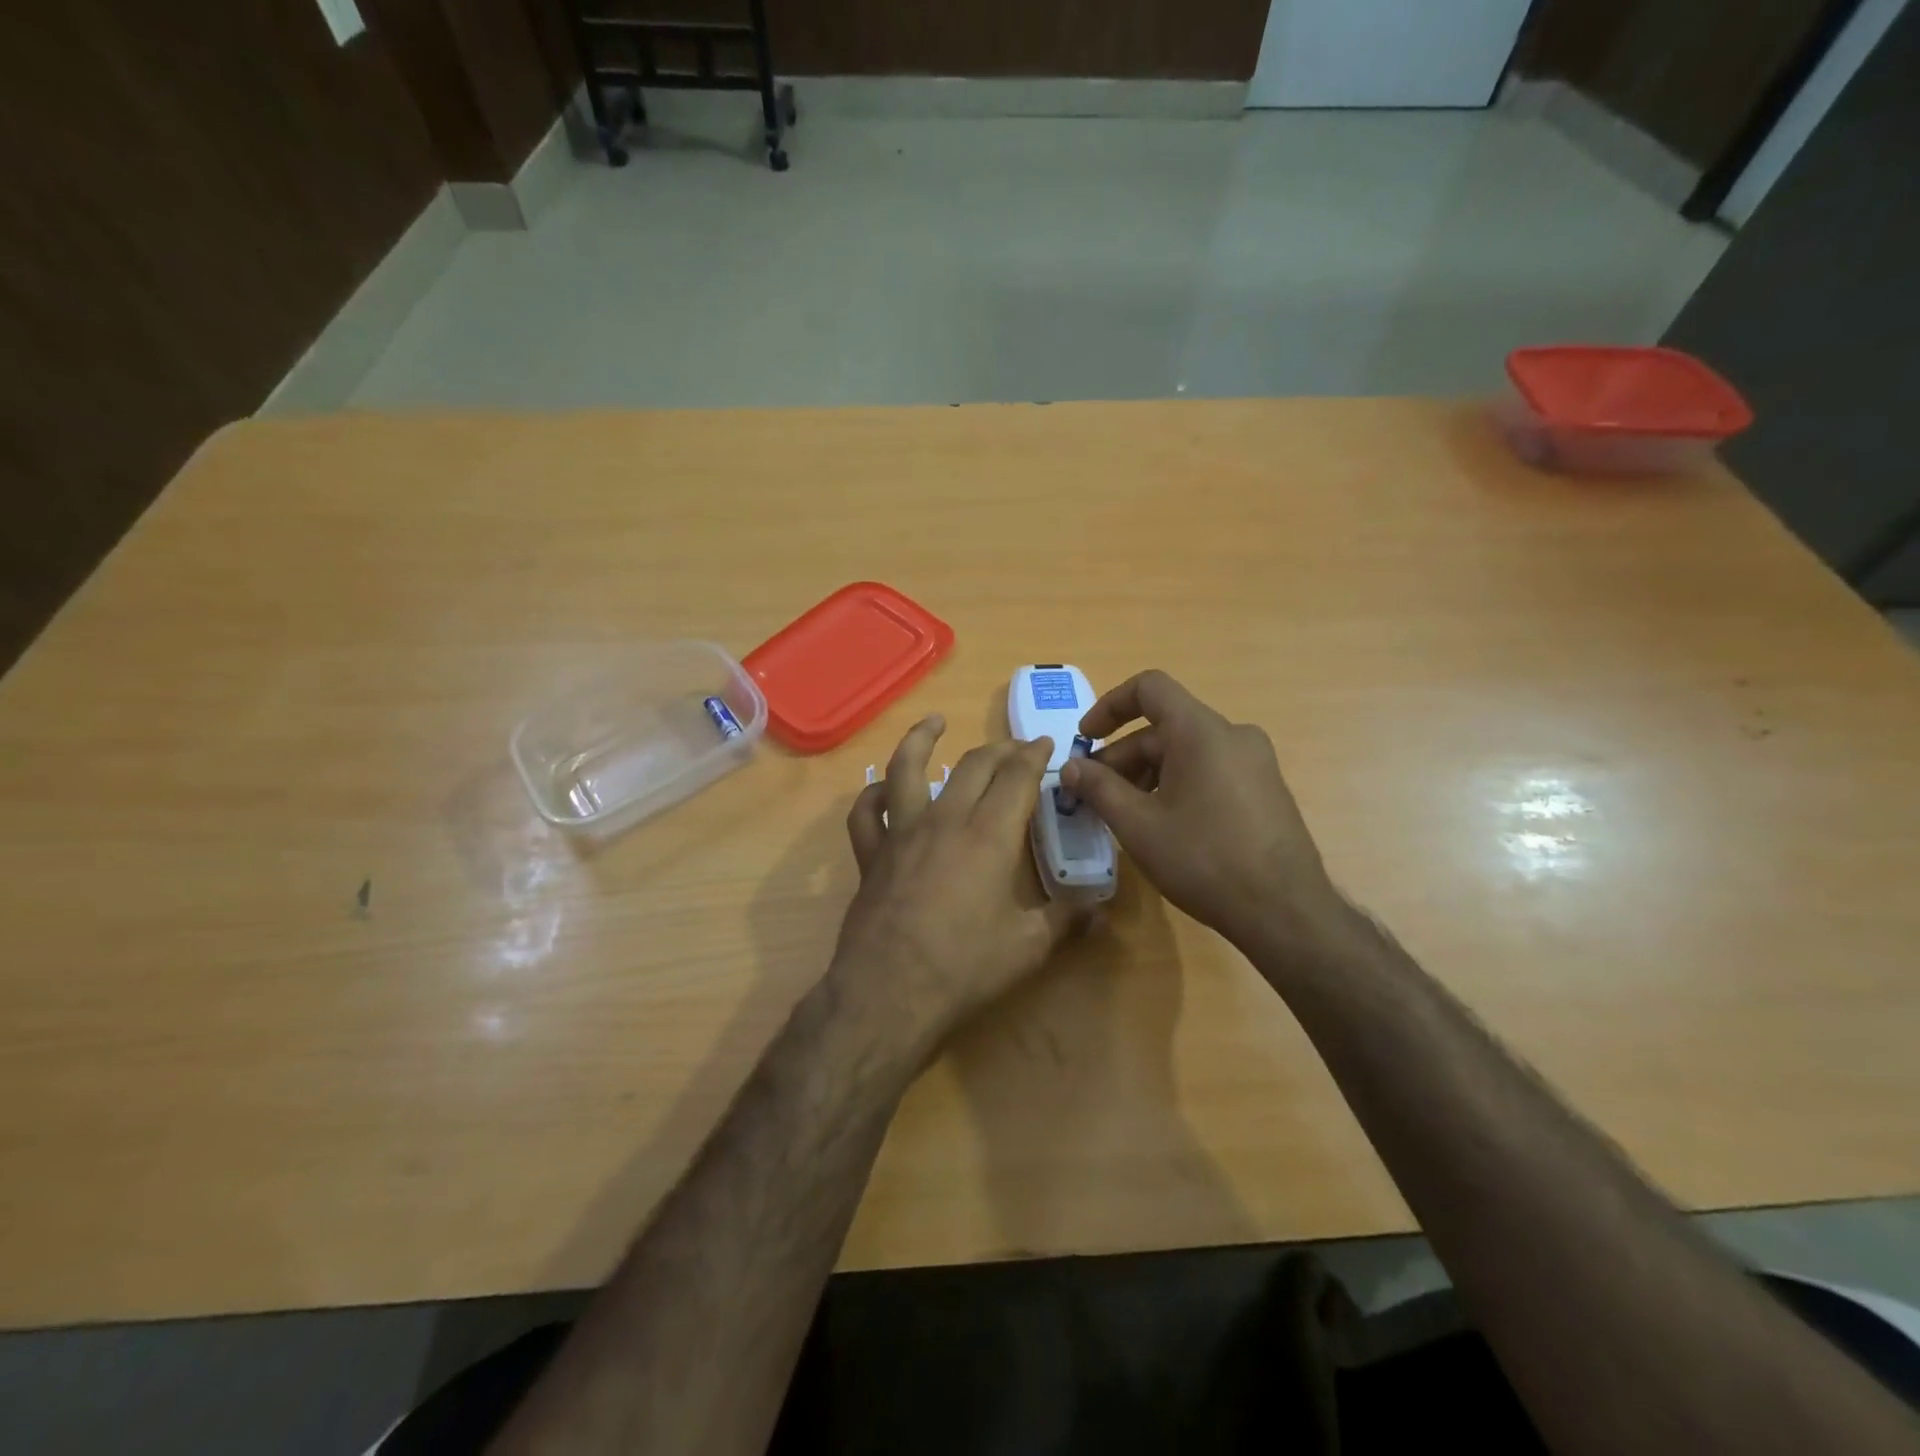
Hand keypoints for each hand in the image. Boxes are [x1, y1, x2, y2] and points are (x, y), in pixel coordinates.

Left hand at [836, 715, 1080, 1061]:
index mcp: (988, 836)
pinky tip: (883, 789)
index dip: (1034, 755)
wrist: (889, 992)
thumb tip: (1099, 910)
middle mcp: (944, 820)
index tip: (1045, 743)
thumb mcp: (1028, 948)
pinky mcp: (871, 855)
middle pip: (973, 766)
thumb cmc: (964, 968)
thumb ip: (1066, 921)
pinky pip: (866, 813)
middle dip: (999, 749)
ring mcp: (901, 834)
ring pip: (907, 770)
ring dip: (921, 740)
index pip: (1016, 778)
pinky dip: (873, 794)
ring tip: (934, 722)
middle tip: (1015, 747)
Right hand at [1058, 670, 1345, 957]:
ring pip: (1186, 751)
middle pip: (1164, 727)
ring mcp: (1254, 762)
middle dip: (1122, 757)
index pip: (1149, 688)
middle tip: (1094, 796)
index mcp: (1201, 731)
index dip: (1109, 705)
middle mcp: (1233, 735)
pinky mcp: (1264, 789)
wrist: (1284, 911)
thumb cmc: (1204, 859)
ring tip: (1124, 815)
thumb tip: (1070, 767)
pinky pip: (1209, 770)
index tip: (1085, 740)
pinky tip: (1163, 825)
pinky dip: (1176, 784)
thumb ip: (1098, 788)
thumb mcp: (1138, 825)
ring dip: (1147, 774)